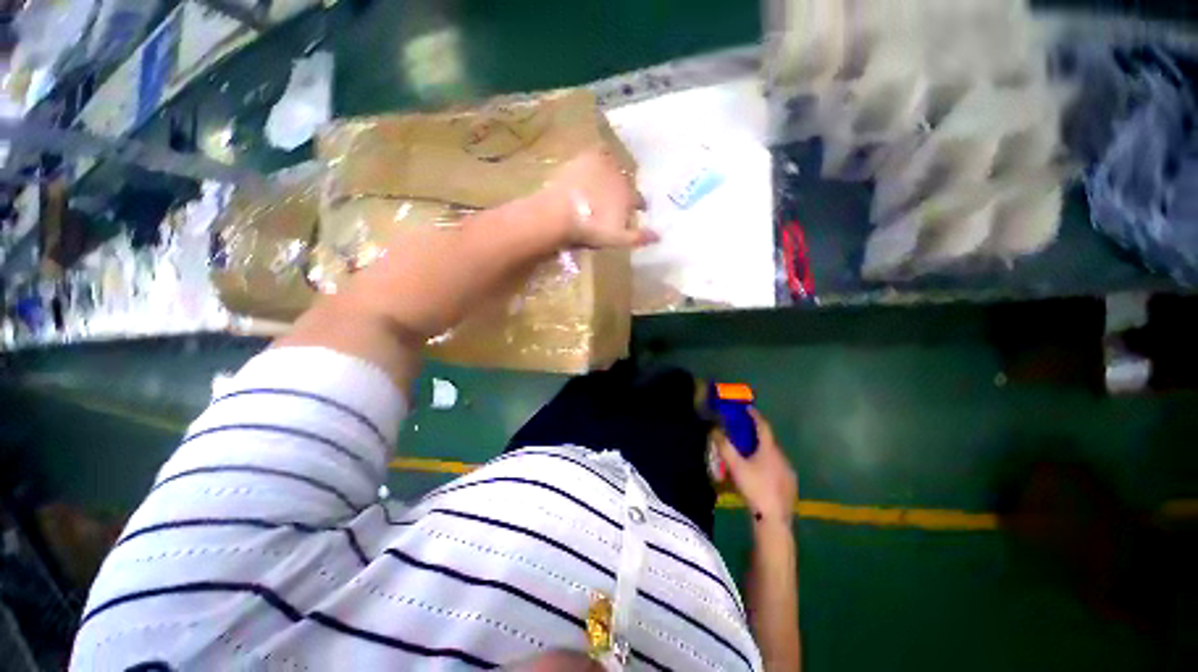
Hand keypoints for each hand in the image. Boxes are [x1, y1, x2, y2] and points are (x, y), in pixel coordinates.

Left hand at [540, 147, 657, 248]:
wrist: (561, 213)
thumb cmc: (591, 229)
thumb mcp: (617, 238)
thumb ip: (638, 237)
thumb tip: (660, 236)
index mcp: (629, 197)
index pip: (639, 200)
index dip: (639, 205)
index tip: (639, 209)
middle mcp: (622, 178)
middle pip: (627, 183)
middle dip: (625, 190)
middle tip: (617, 198)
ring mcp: (604, 165)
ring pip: (616, 167)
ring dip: (614, 173)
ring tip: (607, 181)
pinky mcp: (587, 157)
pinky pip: (600, 151)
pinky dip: (602, 155)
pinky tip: (597, 159)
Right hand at [716, 408, 797, 523]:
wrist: (774, 517)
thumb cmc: (754, 487)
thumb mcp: (735, 466)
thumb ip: (724, 447)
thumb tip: (714, 430)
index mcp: (769, 449)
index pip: (763, 426)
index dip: (755, 416)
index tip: (748, 409)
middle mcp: (781, 456)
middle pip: (768, 440)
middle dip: (756, 435)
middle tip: (744, 434)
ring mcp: (788, 471)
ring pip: (773, 455)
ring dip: (762, 451)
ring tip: (750, 455)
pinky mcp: (791, 484)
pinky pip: (778, 467)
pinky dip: (768, 464)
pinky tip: (760, 474)